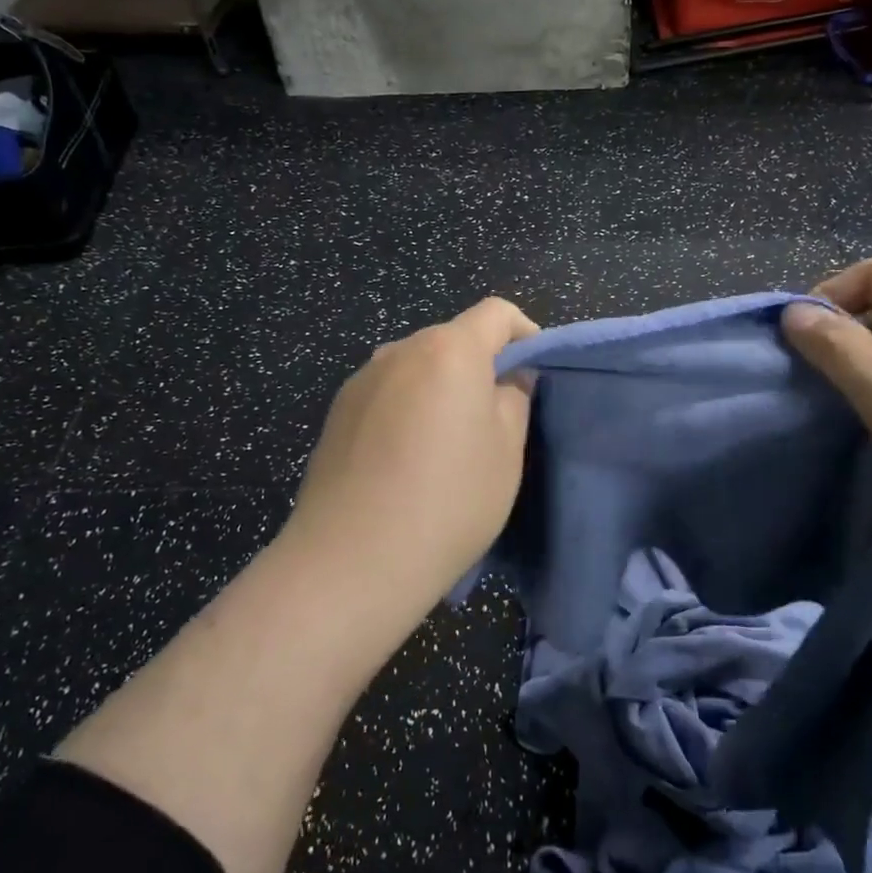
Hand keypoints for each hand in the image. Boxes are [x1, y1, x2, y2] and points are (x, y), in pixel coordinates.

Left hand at [281, 297, 538, 602]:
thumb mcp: (506, 451)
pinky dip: (408, 409)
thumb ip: (515, 398)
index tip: (534, 374)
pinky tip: (407, 461)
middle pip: (453, 339)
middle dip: (481, 365)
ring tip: (448, 445)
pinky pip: (388, 394)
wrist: (352, 559)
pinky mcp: (337, 412)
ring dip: (441, 389)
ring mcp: (362, 380)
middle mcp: (400, 350)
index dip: (525, 333)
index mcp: (449, 349)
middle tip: (496, 418)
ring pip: (418, 368)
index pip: (497, 313)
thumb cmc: (449, 500)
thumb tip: (510, 376)